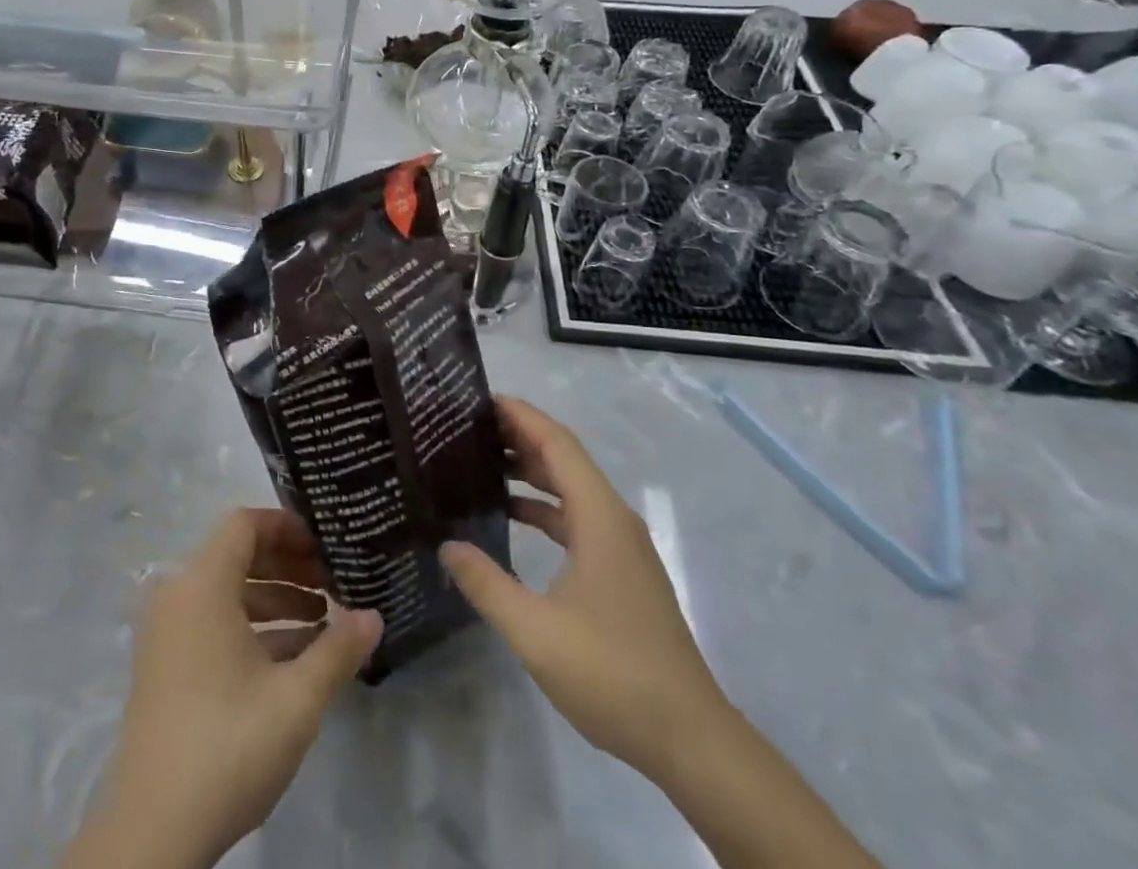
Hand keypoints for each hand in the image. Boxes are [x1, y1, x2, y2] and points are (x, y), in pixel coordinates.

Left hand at [67, 509, 381, 868]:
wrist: (153, 833)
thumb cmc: (228, 745)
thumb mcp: (296, 698)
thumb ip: (338, 650)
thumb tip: (373, 616)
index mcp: (201, 583)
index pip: (244, 523)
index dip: (287, 527)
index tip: (325, 546)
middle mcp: (178, 594)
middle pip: (237, 555)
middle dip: (288, 566)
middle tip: (333, 584)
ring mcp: (166, 632)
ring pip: (227, 593)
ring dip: (275, 600)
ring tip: (323, 623)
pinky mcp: (164, 665)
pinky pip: (212, 623)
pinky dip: (251, 628)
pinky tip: (293, 657)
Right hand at [440, 397, 727, 781]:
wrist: (690, 739)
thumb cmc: (613, 675)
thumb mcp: (535, 631)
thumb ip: (486, 583)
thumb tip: (446, 544)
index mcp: (599, 517)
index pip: (557, 444)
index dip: (521, 415)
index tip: (479, 399)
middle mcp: (613, 519)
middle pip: (565, 459)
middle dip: (519, 437)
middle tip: (467, 429)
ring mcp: (622, 546)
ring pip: (572, 489)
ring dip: (531, 472)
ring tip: (480, 464)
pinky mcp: (622, 570)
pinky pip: (578, 518)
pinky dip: (544, 507)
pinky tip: (512, 517)